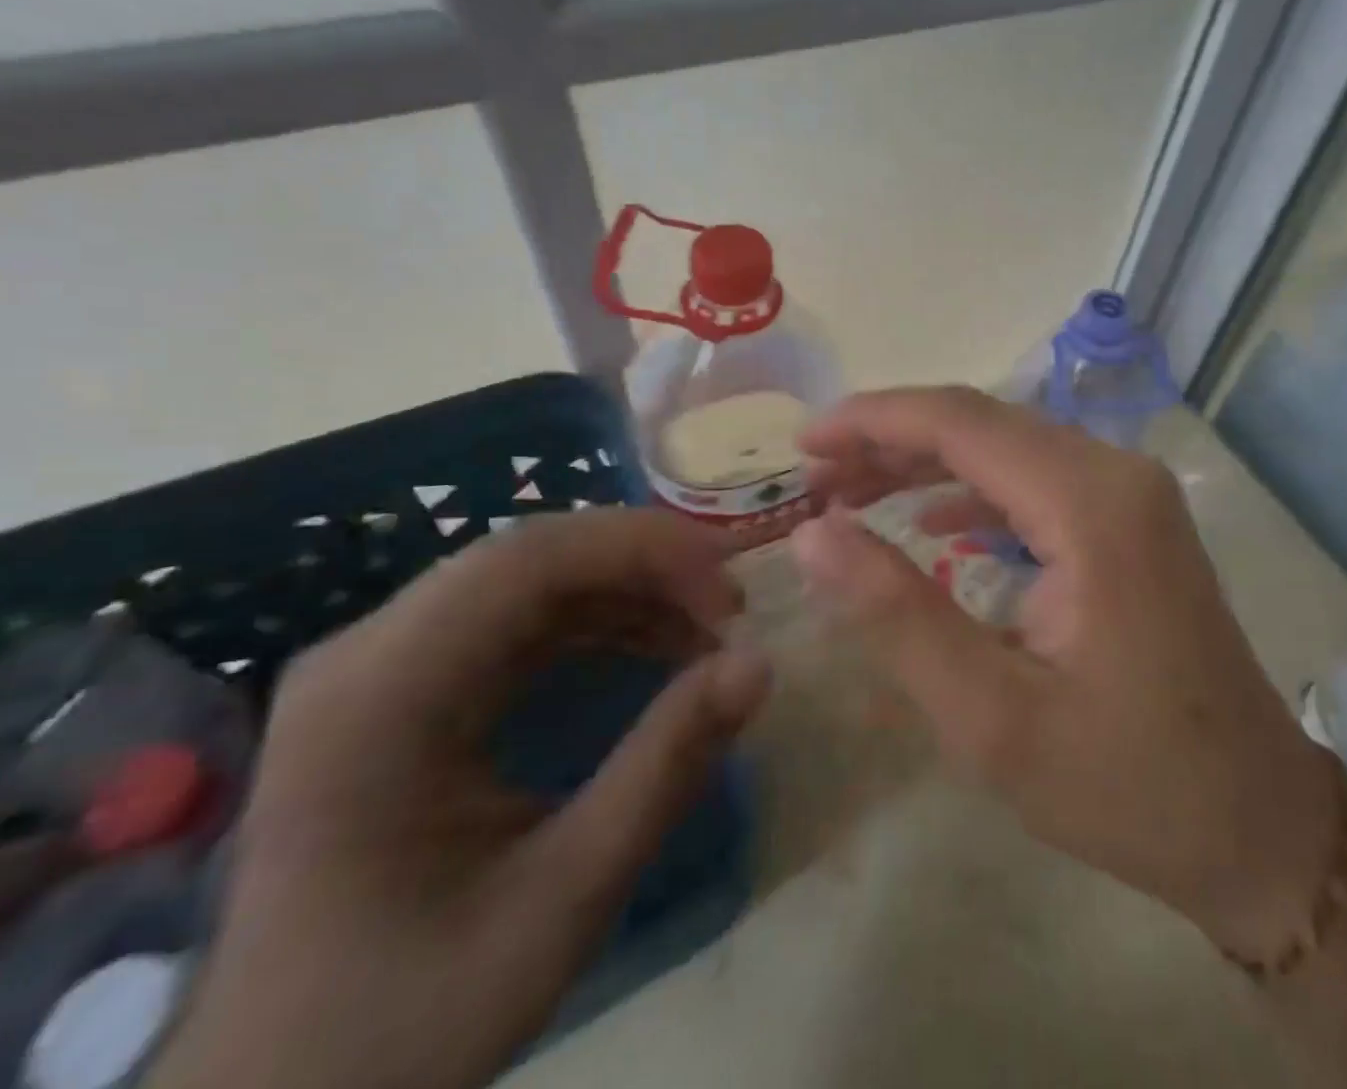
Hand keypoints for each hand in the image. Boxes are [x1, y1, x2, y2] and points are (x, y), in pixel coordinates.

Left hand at [149, 510, 768, 1088]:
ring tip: (710, 628)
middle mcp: (367, 654)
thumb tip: (760, 663)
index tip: (730, 591)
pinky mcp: (406, 687)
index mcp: (376, 695)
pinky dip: (600, 620)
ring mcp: (382, 666)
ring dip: (629, 589)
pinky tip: (657, 647)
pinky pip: (520, 618)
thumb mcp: (562, 900)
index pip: (524, 560)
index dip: (641, 550)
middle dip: (645, 565)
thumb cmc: (410, 1017)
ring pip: (530, 578)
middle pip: (529, 556)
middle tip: (731, 606)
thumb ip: (665, 768)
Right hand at [791, 387, 1335, 952]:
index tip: (802, 441)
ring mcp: (1133, 493)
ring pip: (1010, 447)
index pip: (961, 422)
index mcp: (1090, 503)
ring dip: (929, 462)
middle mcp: (1117, 473)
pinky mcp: (1134, 521)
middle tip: (815, 472)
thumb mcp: (991, 716)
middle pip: (985, 424)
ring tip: (853, 491)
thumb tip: (810, 534)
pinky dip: (976, 491)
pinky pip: (1039, 481)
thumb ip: (896, 614)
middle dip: (892, 439)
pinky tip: (932, 522)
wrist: (1258, 822)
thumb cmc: (1126, 782)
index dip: (873, 420)